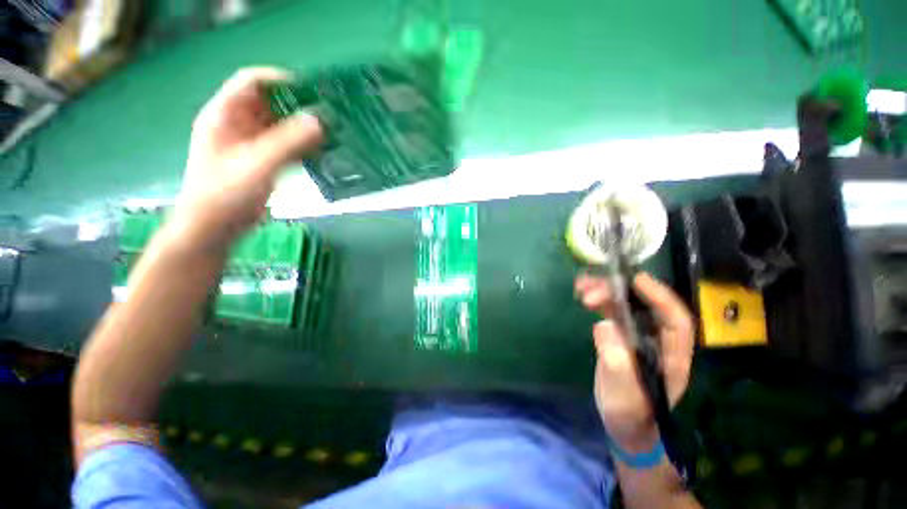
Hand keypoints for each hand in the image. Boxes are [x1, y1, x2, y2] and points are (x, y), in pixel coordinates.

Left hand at [174, 67, 323, 248]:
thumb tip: (320, 120)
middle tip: (329, 112)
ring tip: (331, 130)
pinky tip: (321, 150)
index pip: (252, 82)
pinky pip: (284, 144)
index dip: (281, 80)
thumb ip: (289, 142)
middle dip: (298, 104)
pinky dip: (302, 144)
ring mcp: (249, 143)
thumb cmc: (226, 195)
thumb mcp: (258, 165)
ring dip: (303, 126)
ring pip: (279, 124)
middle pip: (269, 102)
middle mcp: (236, 124)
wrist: (214, 228)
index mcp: (224, 115)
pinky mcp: (261, 160)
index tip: (313, 91)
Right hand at [575, 272, 694, 452]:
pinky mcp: (621, 336)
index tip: (635, 279)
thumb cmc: (630, 415)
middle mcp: (658, 340)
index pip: (675, 320)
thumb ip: (617, 363)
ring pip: (626, 305)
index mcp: (672, 355)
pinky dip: (598, 301)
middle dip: (618, 292)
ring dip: (605, 292)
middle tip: (589, 289)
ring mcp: (638, 336)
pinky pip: (611, 312)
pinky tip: (583, 295)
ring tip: (581, 286)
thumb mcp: (624, 396)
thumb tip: (604, 325)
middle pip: (644, 306)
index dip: (659, 296)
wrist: (624, 425)